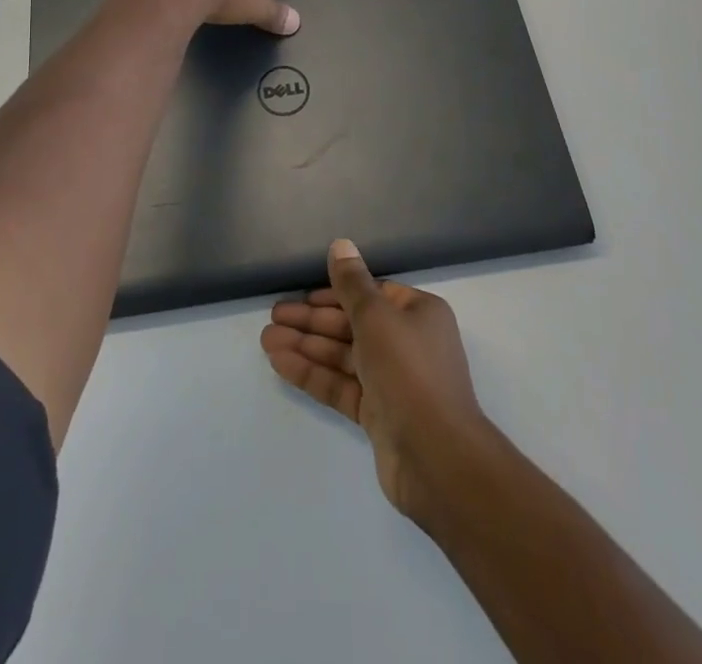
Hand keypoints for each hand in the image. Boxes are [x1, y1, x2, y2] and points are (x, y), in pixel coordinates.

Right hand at [261, 238, 488, 521]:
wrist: (436, 458)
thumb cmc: (409, 371)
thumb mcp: (376, 316)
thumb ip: (352, 283)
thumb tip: (340, 244)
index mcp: (418, 313)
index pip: (371, 294)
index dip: (335, 293)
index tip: (302, 295)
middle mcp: (408, 343)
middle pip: (352, 324)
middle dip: (312, 321)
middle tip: (273, 315)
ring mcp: (393, 381)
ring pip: (342, 356)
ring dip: (305, 346)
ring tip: (265, 340)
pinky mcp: (378, 415)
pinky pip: (340, 385)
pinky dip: (312, 373)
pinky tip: (279, 363)